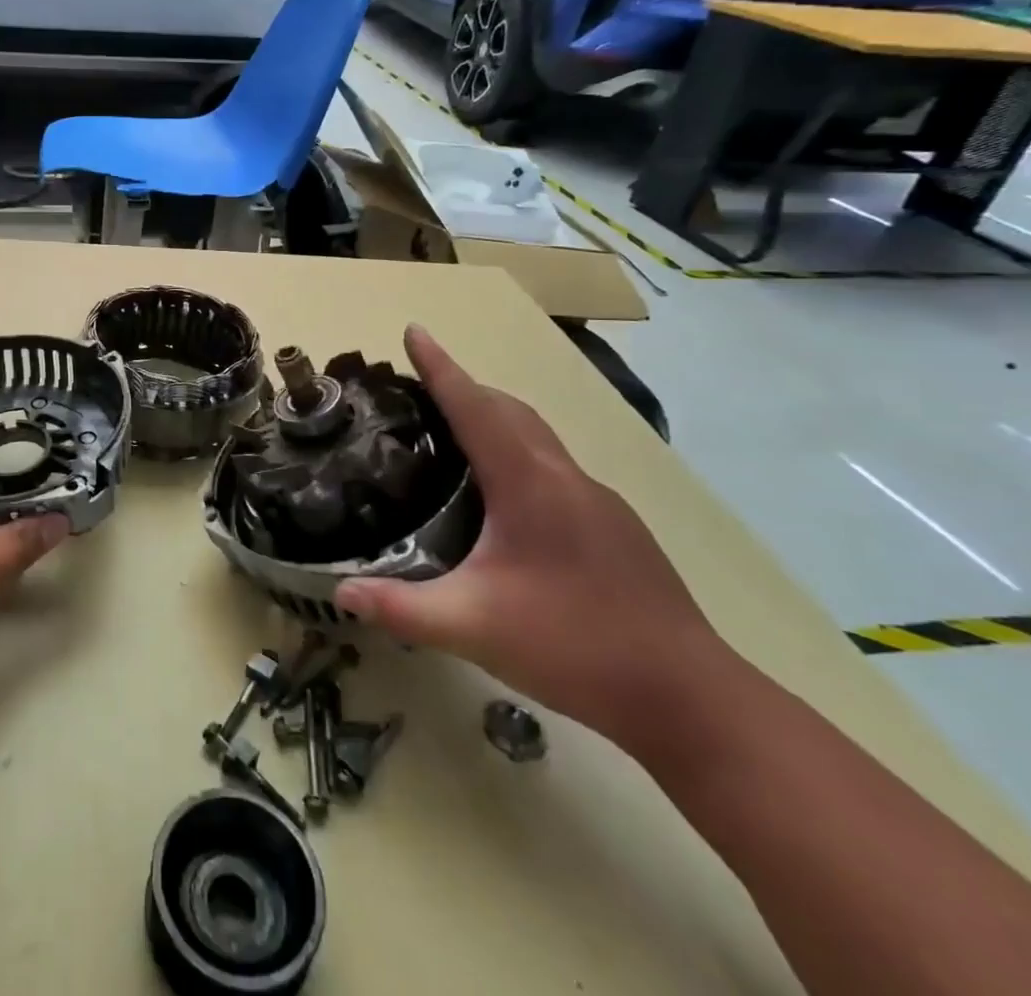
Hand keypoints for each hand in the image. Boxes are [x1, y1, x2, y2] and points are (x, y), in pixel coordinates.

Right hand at [334, 325, 727, 750]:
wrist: (690, 699)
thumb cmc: (575, 646)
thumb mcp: (473, 627)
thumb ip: (402, 607)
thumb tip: (340, 593)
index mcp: (528, 483)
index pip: (474, 406)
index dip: (440, 367)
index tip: (413, 331)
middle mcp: (565, 478)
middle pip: (509, 411)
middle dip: (465, 388)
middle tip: (420, 390)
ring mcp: (599, 502)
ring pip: (538, 438)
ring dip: (496, 420)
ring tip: (456, 436)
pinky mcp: (617, 529)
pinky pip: (555, 469)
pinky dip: (520, 455)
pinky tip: (506, 500)